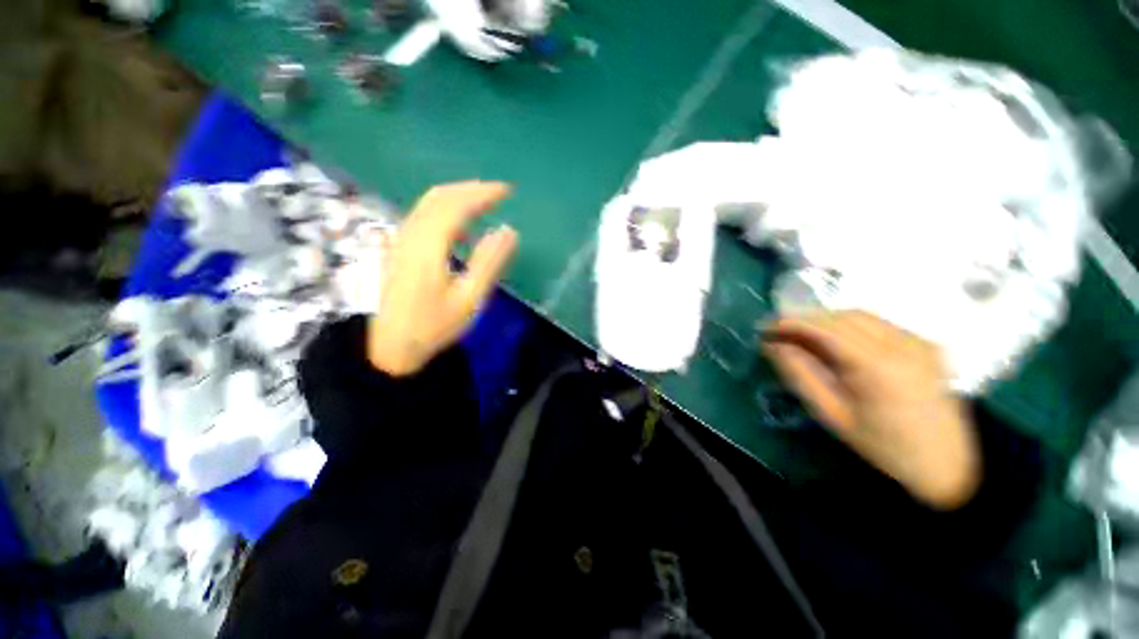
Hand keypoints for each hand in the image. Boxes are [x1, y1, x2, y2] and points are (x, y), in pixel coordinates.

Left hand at [368, 181, 517, 375]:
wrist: (391, 347)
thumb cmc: (434, 326)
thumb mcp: (469, 298)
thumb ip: (489, 262)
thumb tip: (509, 231)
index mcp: (428, 245)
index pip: (456, 205)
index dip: (483, 193)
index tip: (507, 191)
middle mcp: (410, 235)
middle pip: (439, 197)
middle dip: (470, 189)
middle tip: (498, 192)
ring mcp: (400, 240)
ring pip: (428, 204)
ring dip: (457, 196)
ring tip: (483, 202)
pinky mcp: (398, 248)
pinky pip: (422, 216)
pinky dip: (445, 209)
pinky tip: (460, 224)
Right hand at [763, 311, 979, 508]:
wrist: (949, 464)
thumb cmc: (885, 446)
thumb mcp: (832, 414)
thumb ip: (800, 374)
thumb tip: (773, 345)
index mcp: (879, 366)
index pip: (826, 327)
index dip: (791, 322)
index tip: (765, 328)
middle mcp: (903, 344)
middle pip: (842, 316)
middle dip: (806, 320)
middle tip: (779, 334)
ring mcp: (919, 341)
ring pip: (860, 316)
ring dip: (825, 321)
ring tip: (803, 337)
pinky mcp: (925, 343)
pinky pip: (877, 324)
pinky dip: (848, 326)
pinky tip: (836, 343)